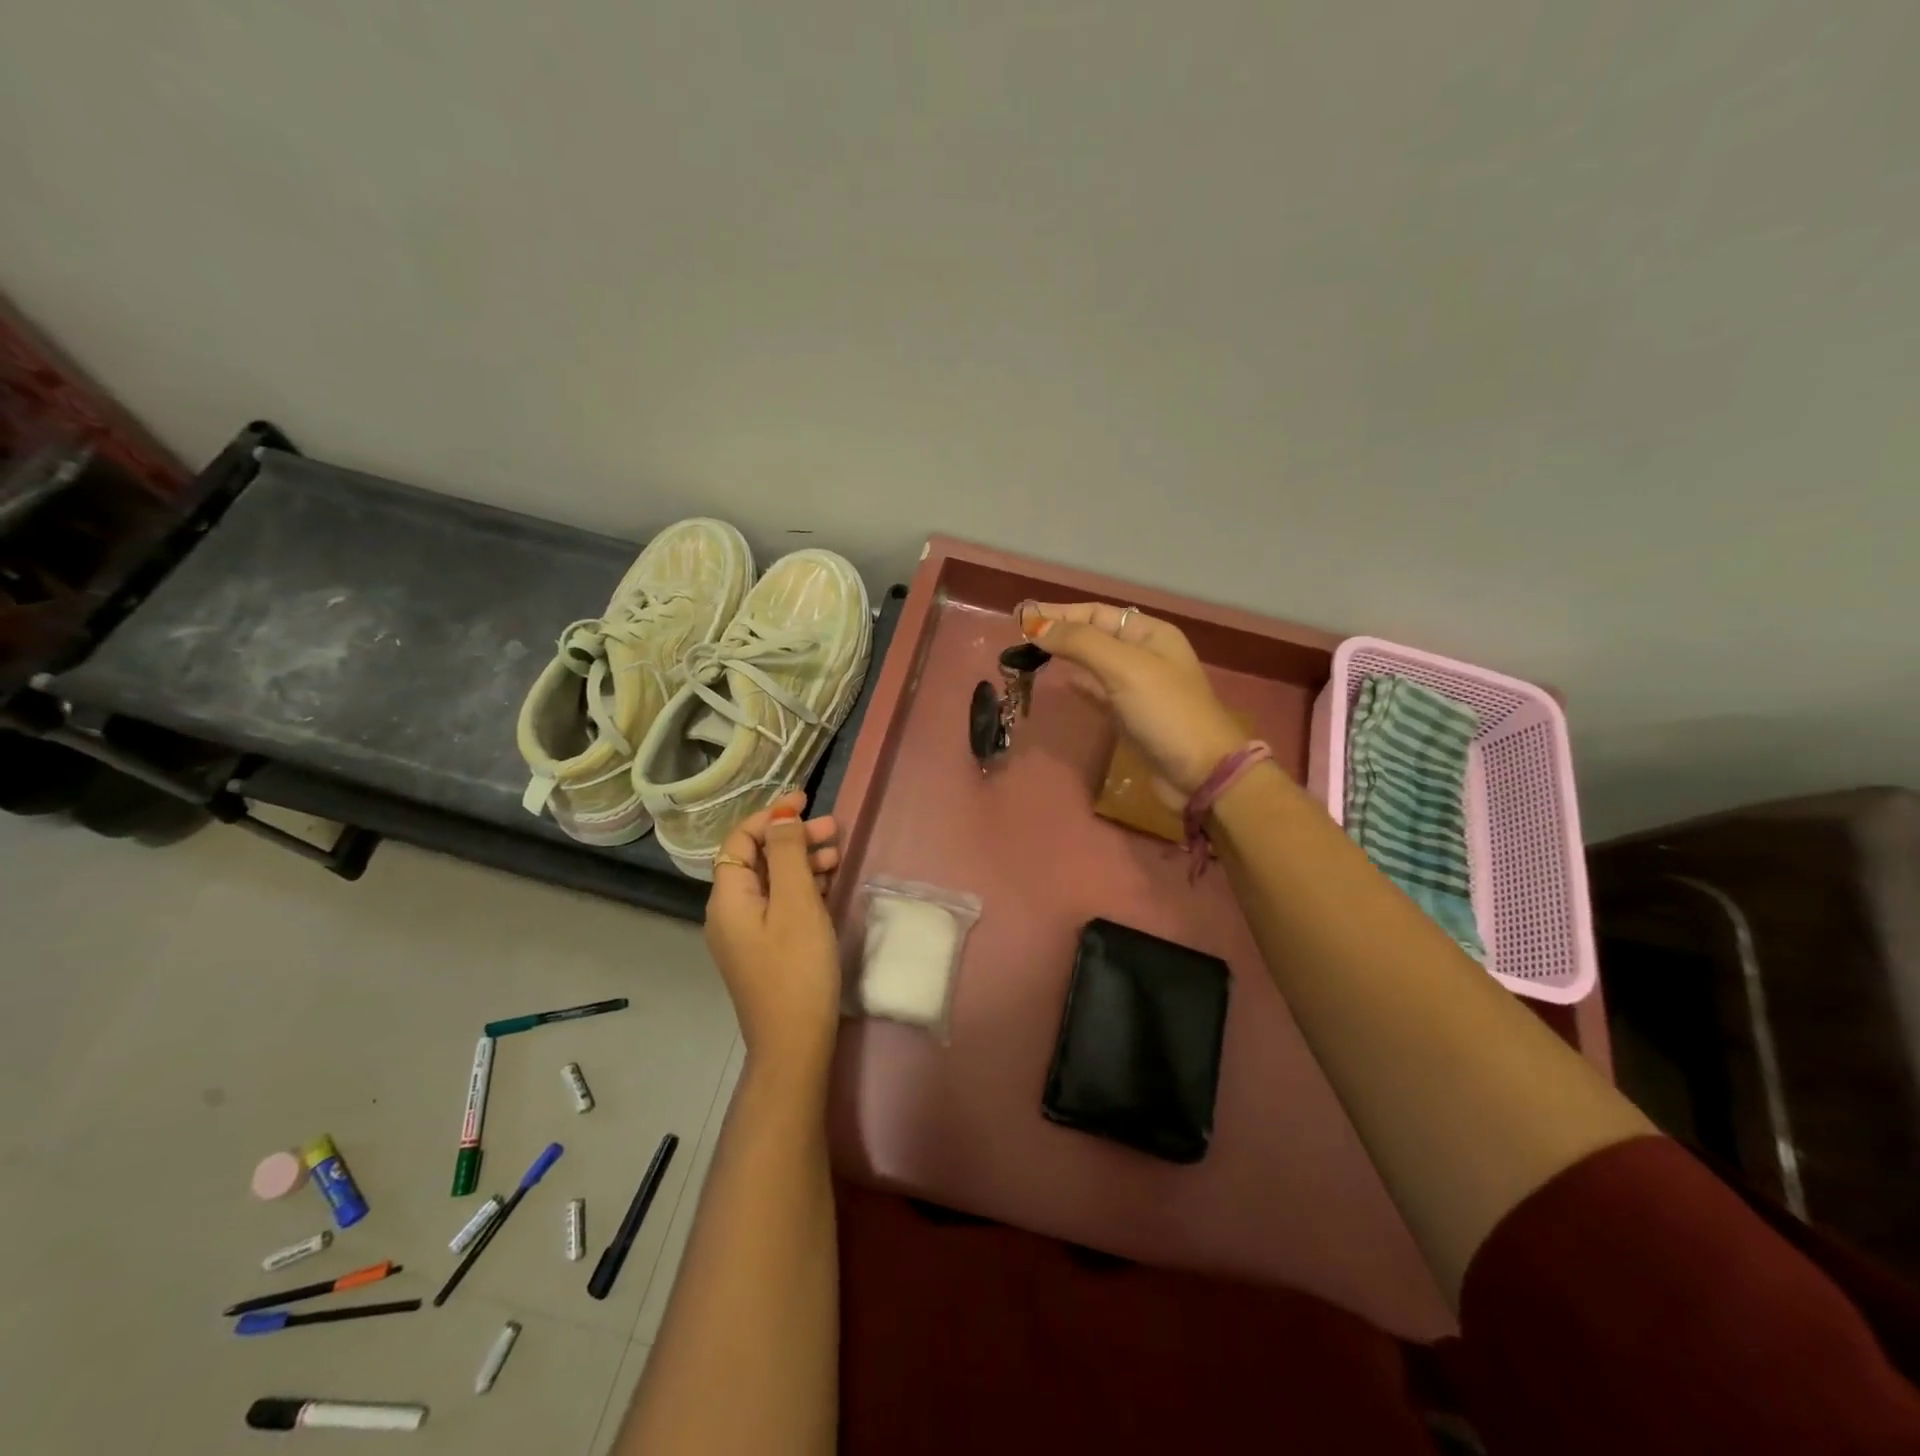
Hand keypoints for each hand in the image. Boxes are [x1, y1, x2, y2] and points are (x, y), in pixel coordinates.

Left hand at [704, 791, 844, 1076]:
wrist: (794, 1043)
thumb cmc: (796, 968)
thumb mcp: (796, 903)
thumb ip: (789, 854)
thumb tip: (781, 814)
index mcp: (729, 897)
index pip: (741, 839)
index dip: (771, 815)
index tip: (806, 800)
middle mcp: (731, 911)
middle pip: (759, 858)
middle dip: (794, 837)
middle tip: (835, 829)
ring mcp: (748, 933)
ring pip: (773, 881)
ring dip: (802, 861)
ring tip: (838, 854)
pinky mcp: (766, 949)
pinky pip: (780, 904)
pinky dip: (803, 887)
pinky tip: (828, 884)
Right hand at [1021, 601, 1245, 806]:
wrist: (1201, 774)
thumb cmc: (1165, 712)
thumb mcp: (1124, 668)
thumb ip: (1080, 643)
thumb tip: (1036, 626)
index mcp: (1150, 634)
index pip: (1096, 613)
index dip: (1060, 613)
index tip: (1022, 617)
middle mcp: (1145, 655)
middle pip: (1094, 634)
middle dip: (1060, 632)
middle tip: (1021, 635)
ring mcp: (1138, 687)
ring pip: (1094, 663)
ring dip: (1066, 656)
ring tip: (1032, 655)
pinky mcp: (1131, 717)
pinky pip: (1099, 691)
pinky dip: (1080, 684)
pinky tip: (1063, 682)